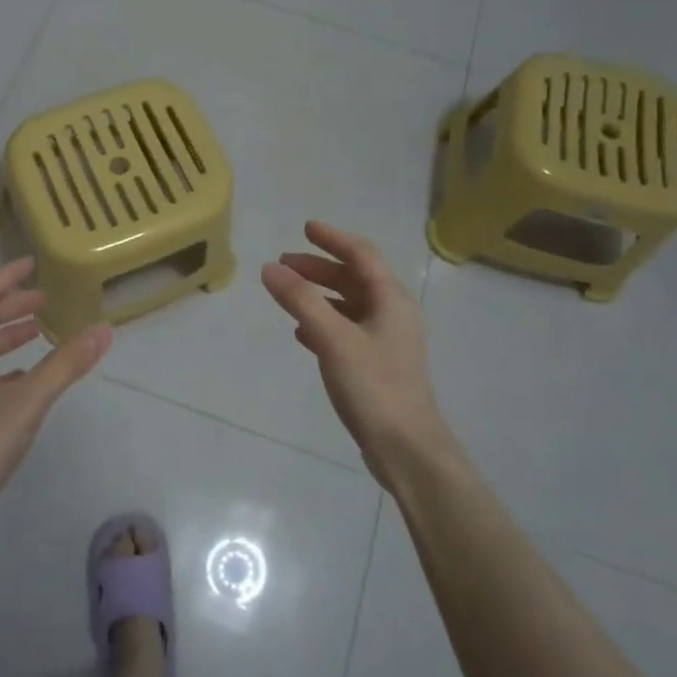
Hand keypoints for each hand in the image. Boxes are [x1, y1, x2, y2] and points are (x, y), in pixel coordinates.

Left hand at [0, 259, 111, 536]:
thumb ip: (65, 365)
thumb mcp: (27, 402)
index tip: (34, 262)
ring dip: (9, 334)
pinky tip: (27, 376)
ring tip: (40, 330)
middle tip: (47, 298)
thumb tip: (104, 330)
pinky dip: (6, 363)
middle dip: (13, 304)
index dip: (8, 275)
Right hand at [261, 221, 456, 487]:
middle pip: (355, 278)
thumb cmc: (373, 386)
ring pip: (350, 305)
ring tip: (288, 294)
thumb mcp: (333, 338)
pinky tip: (302, 333)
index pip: (362, 254)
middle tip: (284, 263)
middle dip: (320, 267)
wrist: (406, 448)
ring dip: (320, 294)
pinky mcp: (378, 365)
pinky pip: (347, 331)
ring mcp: (387, 341)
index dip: (333, 238)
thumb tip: (270, 268)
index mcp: (391, 300)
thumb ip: (301, 300)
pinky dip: (324, 323)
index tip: (305, 228)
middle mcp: (393, 314)